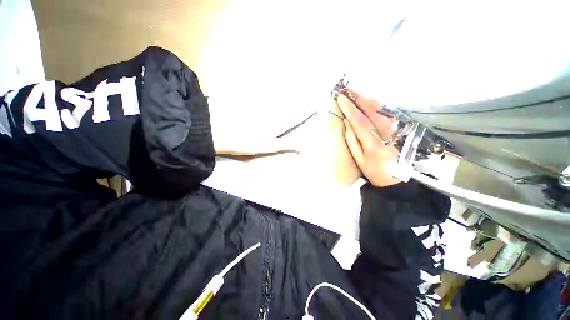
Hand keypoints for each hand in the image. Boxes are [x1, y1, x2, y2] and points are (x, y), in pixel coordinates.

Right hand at [336, 91, 400, 187]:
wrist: (399, 181)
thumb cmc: (375, 172)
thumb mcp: (359, 160)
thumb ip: (352, 141)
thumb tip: (347, 122)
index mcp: (374, 145)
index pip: (360, 121)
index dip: (350, 108)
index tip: (341, 98)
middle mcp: (388, 134)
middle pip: (374, 110)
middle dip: (360, 98)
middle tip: (349, 90)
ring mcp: (398, 130)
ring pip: (383, 108)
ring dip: (369, 98)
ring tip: (357, 93)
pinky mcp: (403, 128)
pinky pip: (390, 112)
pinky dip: (378, 104)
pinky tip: (370, 101)